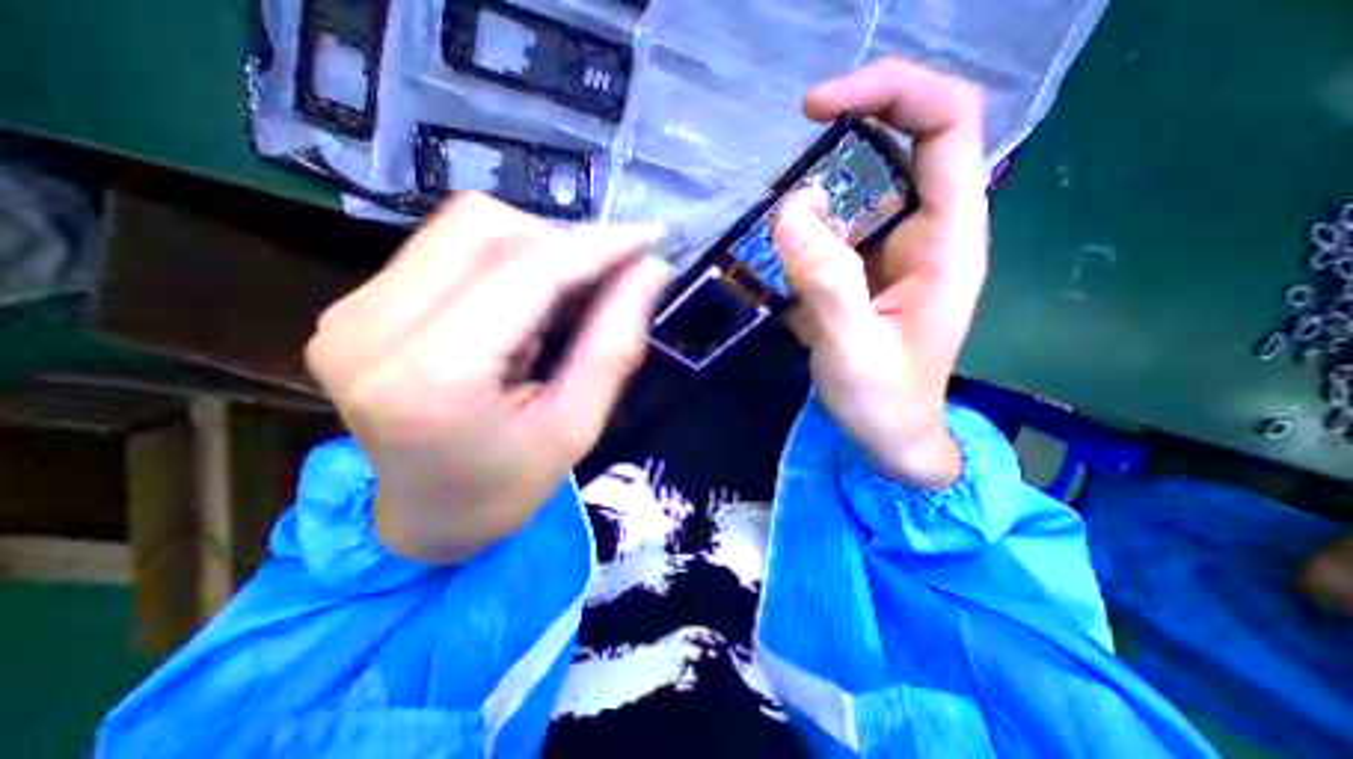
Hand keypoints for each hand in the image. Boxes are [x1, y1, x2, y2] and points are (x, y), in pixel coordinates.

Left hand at [303, 194, 668, 563]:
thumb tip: (651, 271)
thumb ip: (614, 343)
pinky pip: (448, 247)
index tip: (650, 238)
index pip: (525, 273)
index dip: (595, 246)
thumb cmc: (509, 485)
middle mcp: (370, 328)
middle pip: (486, 229)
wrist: (427, 515)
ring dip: (537, 250)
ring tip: (565, 300)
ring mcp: (351, 310)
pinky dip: (507, 261)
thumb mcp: (577, 425)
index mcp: (431, 379)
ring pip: (466, 228)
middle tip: (607, 280)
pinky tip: (527, 304)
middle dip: (565, 244)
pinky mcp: (355, 305)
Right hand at [776, 56, 990, 484]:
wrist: (891, 435)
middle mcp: (928, 232)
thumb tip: (791, 210)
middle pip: (902, 143)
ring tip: (779, 231)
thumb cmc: (885, 402)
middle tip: (788, 163)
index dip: (890, 94)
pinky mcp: (866, 270)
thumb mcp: (853, 351)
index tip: (817, 109)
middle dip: (846, 136)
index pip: (945, 126)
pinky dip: (805, 229)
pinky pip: (837, 227)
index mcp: (948, 242)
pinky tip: (782, 261)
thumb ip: (826, 284)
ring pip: (862, 188)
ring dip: (816, 191)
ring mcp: (895, 250)